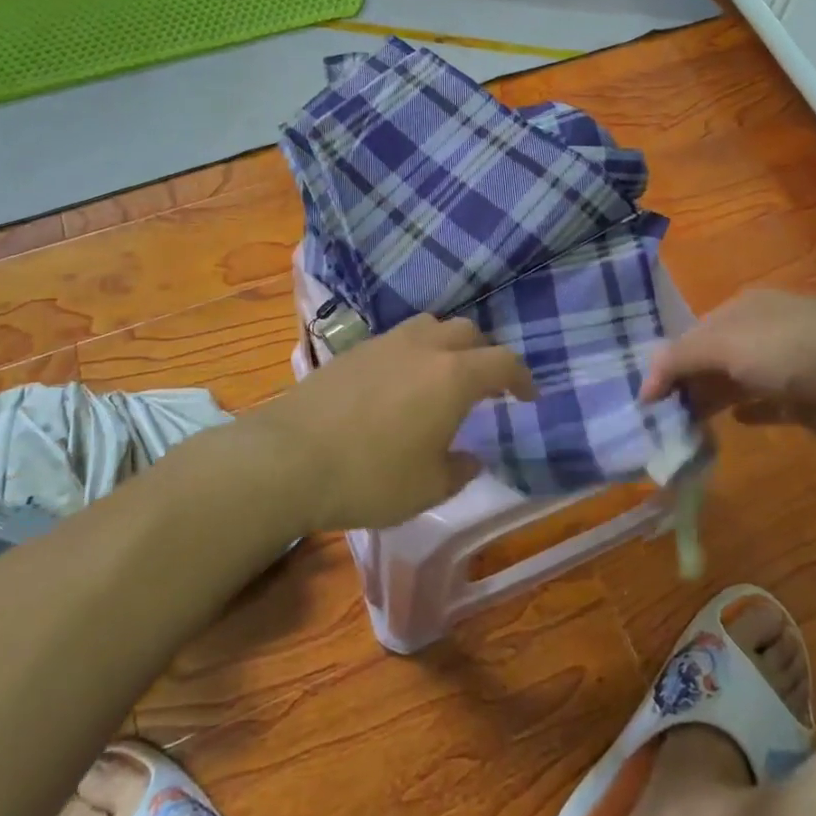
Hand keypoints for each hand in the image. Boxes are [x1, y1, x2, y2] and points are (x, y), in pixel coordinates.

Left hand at [253, 314, 535, 531]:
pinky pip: (397, 339)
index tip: (527, 396)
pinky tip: (399, 384)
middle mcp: (424, 347)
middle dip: (484, 355)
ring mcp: (385, 343)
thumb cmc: (369, 477)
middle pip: (467, 332)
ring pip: (430, 326)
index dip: (521, 378)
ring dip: (446, 345)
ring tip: (442, 376)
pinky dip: (412, 352)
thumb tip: (470, 458)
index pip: (502, 363)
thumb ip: (458, 470)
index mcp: (453, 376)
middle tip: (484, 386)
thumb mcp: (427, 488)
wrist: (288, 458)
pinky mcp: (353, 350)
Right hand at [640, 290, 815, 451]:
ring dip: (713, 401)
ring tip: (685, 427)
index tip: (648, 398)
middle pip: (714, 358)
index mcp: (743, 309)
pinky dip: (749, 413)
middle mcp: (763, 332)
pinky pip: (768, 406)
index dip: (669, 363)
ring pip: (738, 383)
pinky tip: (733, 423)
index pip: (693, 333)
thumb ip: (680, 360)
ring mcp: (788, 366)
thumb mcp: (723, 345)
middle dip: (689, 383)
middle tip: (663, 418)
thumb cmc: (789, 350)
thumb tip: (644, 385)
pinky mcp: (807, 400)